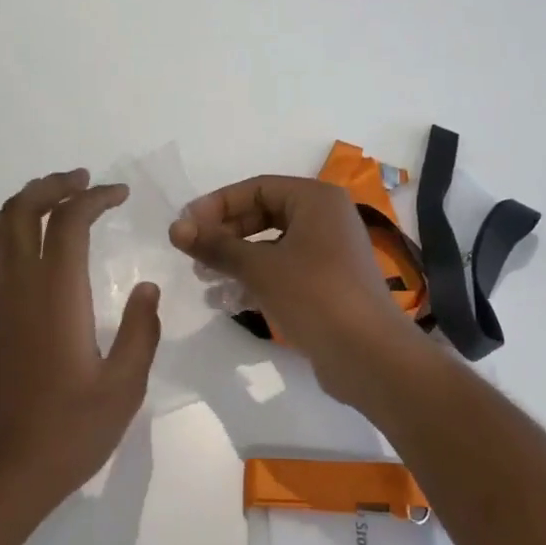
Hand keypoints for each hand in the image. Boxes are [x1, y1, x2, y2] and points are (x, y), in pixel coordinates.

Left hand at [0, 169, 161, 509]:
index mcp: (55, 293)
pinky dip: (6, 234)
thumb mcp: (123, 387)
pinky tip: (25, 251)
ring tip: (51, 201)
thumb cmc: (66, 433)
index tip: (118, 194)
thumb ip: (140, 332)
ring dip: (24, 204)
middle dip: (53, 185)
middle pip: (23, 210)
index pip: (70, 220)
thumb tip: (146, 290)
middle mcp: (15, 285)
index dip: (94, 197)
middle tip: (81, 181)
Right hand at [170, 176, 427, 407]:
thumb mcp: (260, 268)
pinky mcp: (327, 285)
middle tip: (193, 253)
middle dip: (225, 233)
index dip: (217, 204)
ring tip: (205, 279)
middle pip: (264, 214)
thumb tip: (176, 228)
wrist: (370, 357)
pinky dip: (256, 279)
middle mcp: (325, 218)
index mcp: (316, 200)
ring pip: (271, 245)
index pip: (257, 188)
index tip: (185, 226)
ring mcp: (329, 253)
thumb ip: (216, 246)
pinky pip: (283, 270)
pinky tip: (228, 301)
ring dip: (236, 259)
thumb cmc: (315, 296)